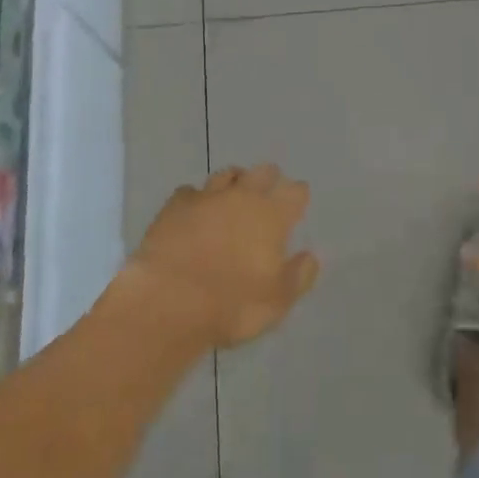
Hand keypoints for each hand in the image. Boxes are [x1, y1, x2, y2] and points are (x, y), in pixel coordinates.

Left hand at [130, 166, 318, 349]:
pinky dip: (196, 199)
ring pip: (226, 175)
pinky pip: (190, 192)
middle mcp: (242, 196)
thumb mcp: (278, 301)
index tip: (298, 203)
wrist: (168, 301)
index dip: (298, 196)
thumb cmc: (232, 304)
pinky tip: (194, 212)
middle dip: (268, 178)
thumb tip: (310, 256)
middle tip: (267, 192)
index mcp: (272, 216)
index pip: (295, 193)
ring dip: (234, 181)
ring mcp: (206, 197)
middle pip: (262, 173)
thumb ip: (298, 275)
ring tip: (233, 195)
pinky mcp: (174, 206)